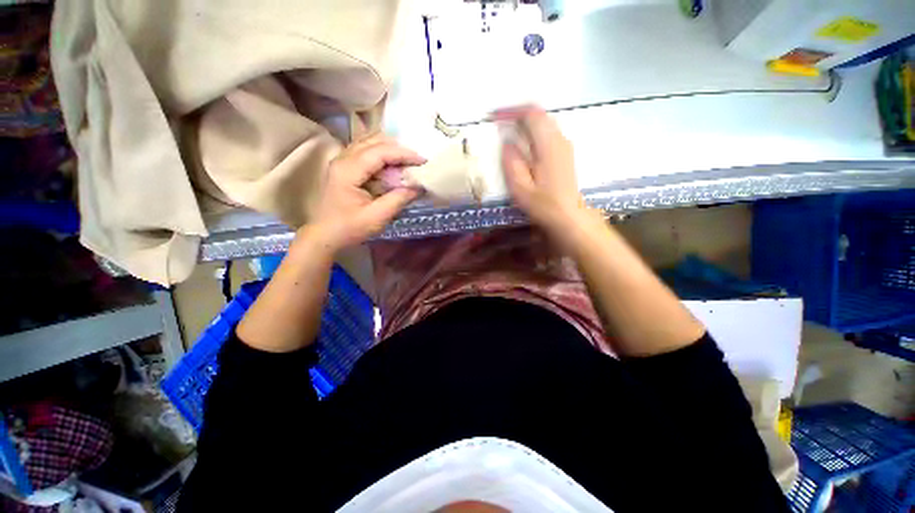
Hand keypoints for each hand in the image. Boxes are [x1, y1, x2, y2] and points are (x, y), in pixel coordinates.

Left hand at [308, 134, 424, 252]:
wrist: (325, 235)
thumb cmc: (349, 228)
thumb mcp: (377, 217)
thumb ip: (399, 199)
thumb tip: (419, 187)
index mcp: (348, 170)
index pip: (380, 152)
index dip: (403, 154)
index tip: (423, 160)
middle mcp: (343, 159)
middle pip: (373, 141)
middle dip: (398, 148)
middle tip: (417, 160)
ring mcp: (342, 161)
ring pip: (368, 143)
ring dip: (390, 149)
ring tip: (408, 160)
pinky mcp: (344, 167)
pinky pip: (365, 151)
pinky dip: (382, 154)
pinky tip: (393, 164)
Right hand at [497, 106, 597, 250]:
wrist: (568, 216)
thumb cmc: (543, 205)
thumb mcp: (520, 188)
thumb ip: (512, 162)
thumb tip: (507, 143)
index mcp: (548, 146)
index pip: (531, 115)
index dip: (511, 111)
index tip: (494, 117)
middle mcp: (559, 139)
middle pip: (539, 115)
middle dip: (517, 115)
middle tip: (498, 123)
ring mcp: (564, 145)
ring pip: (544, 123)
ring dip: (525, 123)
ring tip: (507, 132)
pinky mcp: (564, 153)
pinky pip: (547, 132)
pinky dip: (533, 131)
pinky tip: (523, 145)